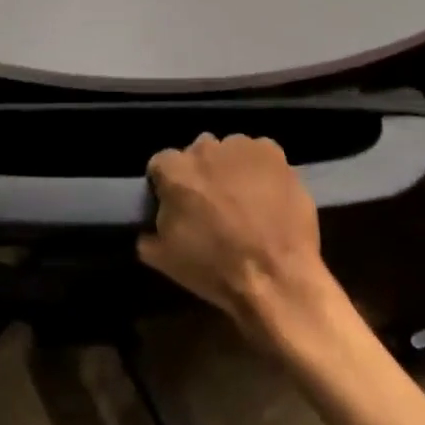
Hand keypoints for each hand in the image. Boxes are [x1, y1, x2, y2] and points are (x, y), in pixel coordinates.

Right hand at [139, 133, 339, 344]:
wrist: (276, 278)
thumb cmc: (216, 269)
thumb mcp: (166, 261)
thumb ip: (149, 235)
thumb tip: (148, 229)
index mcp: (173, 170)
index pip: (161, 165)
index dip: (167, 186)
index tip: (177, 205)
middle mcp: (203, 148)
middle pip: (197, 154)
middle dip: (202, 174)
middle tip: (214, 205)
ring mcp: (239, 146)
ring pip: (229, 151)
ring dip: (231, 169)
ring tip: (246, 201)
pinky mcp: (271, 151)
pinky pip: (259, 153)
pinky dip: (260, 169)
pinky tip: (268, 195)